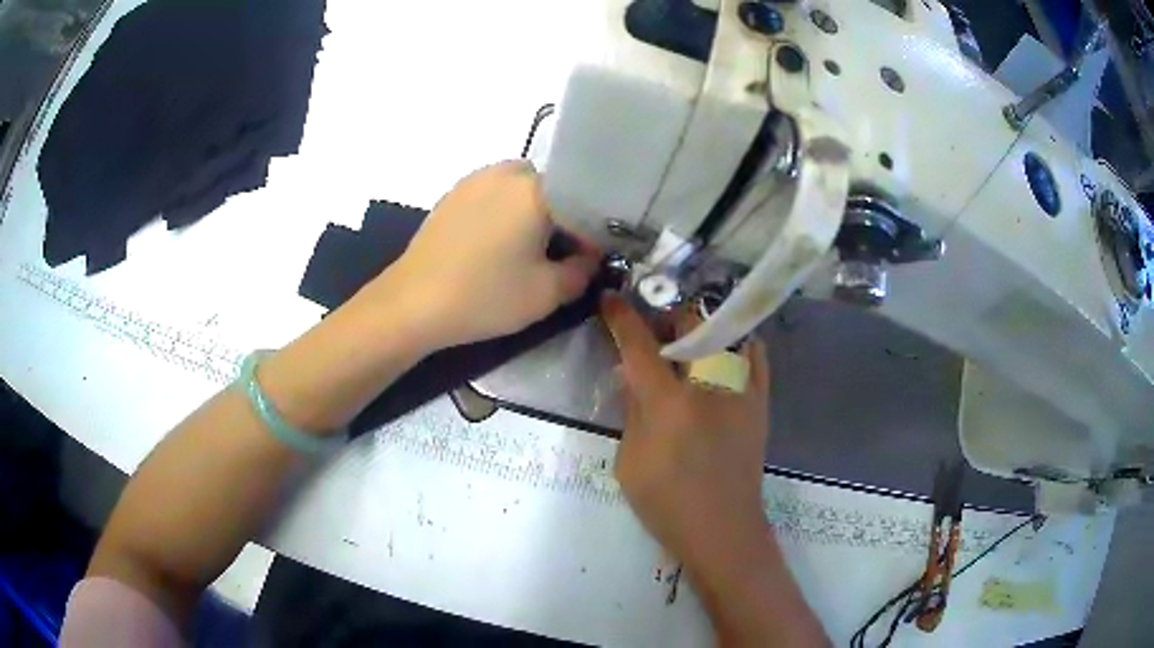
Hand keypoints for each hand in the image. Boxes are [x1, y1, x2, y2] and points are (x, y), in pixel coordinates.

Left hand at [379, 161, 600, 348]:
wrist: (412, 303)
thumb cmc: (484, 296)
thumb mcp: (547, 294)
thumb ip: (583, 272)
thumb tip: (589, 259)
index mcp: (536, 189)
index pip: (583, 201)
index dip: (592, 232)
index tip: (589, 259)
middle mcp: (507, 172)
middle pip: (552, 188)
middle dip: (561, 216)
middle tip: (556, 254)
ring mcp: (475, 179)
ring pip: (521, 188)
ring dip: (531, 212)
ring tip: (522, 250)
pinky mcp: (453, 193)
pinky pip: (493, 194)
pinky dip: (503, 212)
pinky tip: (492, 246)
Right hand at [600, 294, 770, 567]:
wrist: (723, 530)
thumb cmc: (666, 504)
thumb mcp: (629, 460)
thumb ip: (631, 410)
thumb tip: (631, 374)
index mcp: (668, 405)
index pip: (640, 345)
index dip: (621, 318)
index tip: (611, 299)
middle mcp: (708, 386)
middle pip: (690, 323)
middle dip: (667, 315)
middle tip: (654, 331)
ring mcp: (741, 391)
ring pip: (725, 331)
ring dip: (701, 325)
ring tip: (687, 341)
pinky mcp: (760, 402)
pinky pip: (755, 354)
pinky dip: (737, 342)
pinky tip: (722, 351)